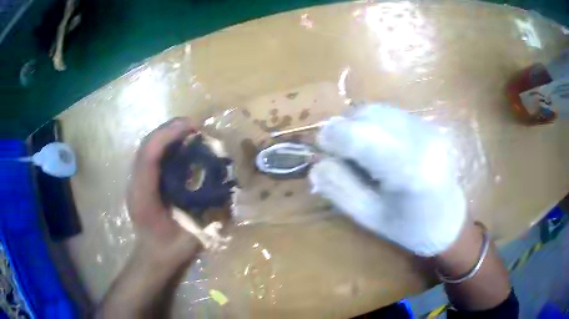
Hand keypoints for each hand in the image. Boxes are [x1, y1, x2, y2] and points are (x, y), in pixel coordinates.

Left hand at [127, 117, 200, 265]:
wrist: (152, 257)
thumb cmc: (170, 250)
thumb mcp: (193, 236)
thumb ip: (208, 213)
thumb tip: (225, 187)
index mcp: (144, 198)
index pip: (149, 156)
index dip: (169, 136)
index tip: (193, 128)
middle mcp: (135, 185)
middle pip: (146, 145)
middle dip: (169, 129)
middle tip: (194, 126)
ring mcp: (135, 182)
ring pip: (146, 147)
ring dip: (166, 134)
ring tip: (188, 131)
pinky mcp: (140, 182)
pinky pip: (149, 155)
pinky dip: (164, 145)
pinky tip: (179, 147)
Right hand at [309, 104, 465, 255]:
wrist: (448, 220)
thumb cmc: (410, 229)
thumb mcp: (370, 218)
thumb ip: (341, 189)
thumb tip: (316, 163)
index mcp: (409, 170)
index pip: (361, 137)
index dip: (333, 137)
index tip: (320, 148)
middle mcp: (421, 139)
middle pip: (368, 115)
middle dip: (345, 129)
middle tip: (339, 153)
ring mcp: (427, 128)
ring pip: (378, 110)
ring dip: (358, 124)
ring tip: (358, 150)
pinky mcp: (428, 125)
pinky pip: (390, 113)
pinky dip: (373, 123)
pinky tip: (377, 145)